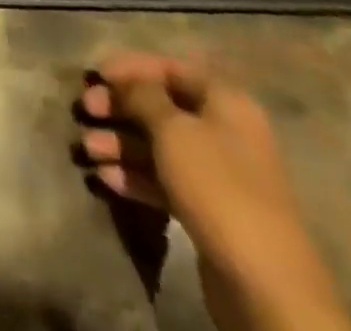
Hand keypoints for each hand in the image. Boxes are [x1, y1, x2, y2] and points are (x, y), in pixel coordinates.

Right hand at [76, 53, 350, 330]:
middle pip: (161, 107)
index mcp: (226, 103)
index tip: (96, 73)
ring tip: (86, 149)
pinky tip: (105, 177)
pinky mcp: (207, 211)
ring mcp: (217, 175)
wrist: (266, 284)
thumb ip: (142, 95)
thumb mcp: (172, 129)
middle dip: (120, 107)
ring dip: (120, 143)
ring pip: (158, 146)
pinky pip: (164, 181)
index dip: (131, 66)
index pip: (171, 69)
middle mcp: (224, 133)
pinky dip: (134, 175)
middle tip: (85, 109)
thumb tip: (124, 81)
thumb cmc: (217, 186)